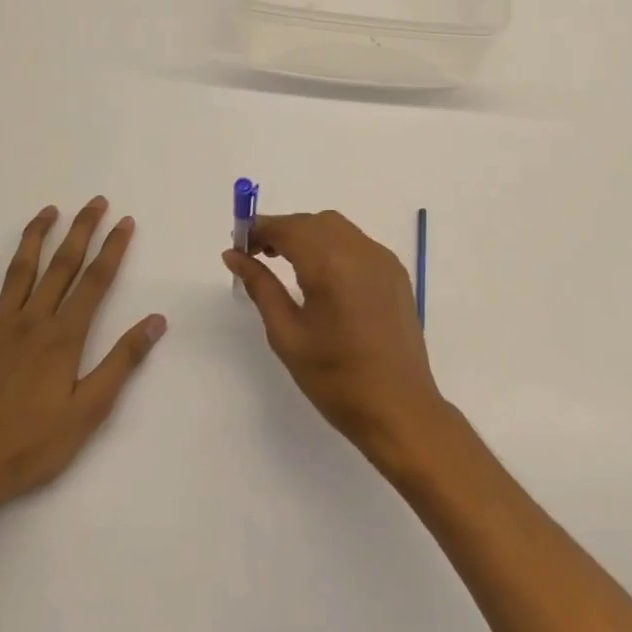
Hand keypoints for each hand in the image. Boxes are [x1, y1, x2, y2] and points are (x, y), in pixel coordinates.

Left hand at [0, 197, 165, 521]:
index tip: (125, 221)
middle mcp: (31, 322)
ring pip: (18, 272)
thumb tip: (156, 320)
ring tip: (48, 212)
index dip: (113, 248)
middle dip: (81, 230)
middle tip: (95, 202)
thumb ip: (122, 361)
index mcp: (63, 337)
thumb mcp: (89, 410)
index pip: (95, 281)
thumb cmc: (32, 446)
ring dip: (35, 238)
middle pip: (61, 265)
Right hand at [223, 211, 445, 463]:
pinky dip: (333, 245)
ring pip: (337, 228)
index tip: (238, 242)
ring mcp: (383, 259)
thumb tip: (233, 255)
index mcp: (331, 265)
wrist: (398, 408)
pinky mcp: (395, 272)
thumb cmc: (335, 378)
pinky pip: (358, 243)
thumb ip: (260, 287)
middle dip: (283, 230)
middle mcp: (361, 251)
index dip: (260, 229)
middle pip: (313, 222)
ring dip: (308, 234)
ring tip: (285, 261)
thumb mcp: (287, 335)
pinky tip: (321, 274)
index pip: (289, 228)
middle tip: (256, 254)